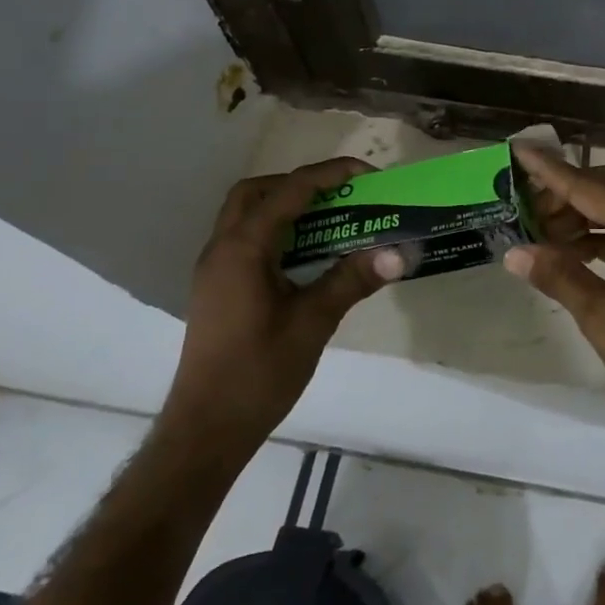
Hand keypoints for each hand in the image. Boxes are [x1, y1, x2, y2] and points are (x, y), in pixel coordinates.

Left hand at [163, 158, 403, 454]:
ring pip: (247, 215)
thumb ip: (352, 280)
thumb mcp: (313, 323)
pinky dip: (276, 231)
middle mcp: (222, 248)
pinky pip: (246, 239)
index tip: (369, 175)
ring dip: (286, 206)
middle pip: (257, 192)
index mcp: (243, 249)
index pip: (289, 191)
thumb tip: (398, 253)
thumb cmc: (258, 373)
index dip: (331, 175)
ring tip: (331, 220)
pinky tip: (306, 255)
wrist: (206, 429)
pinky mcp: (217, 288)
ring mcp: (215, 269)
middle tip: (341, 196)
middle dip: (300, 183)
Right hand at [505, 144, 604, 473]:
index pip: (594, 189)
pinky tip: (568, 250)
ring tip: (540, 231)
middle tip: (527, 205)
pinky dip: (598, 235)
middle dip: (569, 190)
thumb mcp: (602, 317)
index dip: (553, 171)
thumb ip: (559, 276)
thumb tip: (514, 252)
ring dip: (582, 213)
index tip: (520, 149)